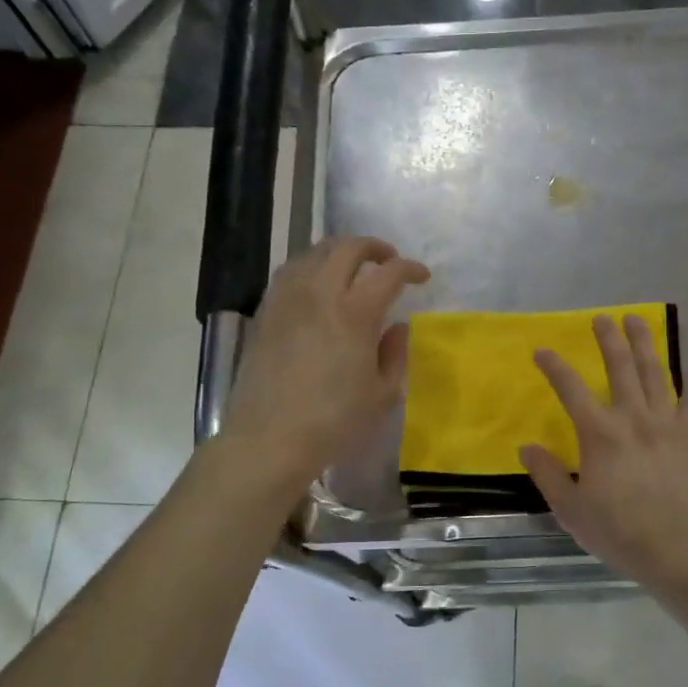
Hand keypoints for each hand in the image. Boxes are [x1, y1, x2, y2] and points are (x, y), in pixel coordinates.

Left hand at [220, 237, 428, 486]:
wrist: (270, 438)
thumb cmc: (334, 422)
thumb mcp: (381, 394)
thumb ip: (395, 354)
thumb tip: (398, 327)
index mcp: (355, 313)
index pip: (389, 273)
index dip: (410, 269)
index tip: (421, 277)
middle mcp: (320, 294)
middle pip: (347, 248)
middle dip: (374, 247)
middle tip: (388, 261)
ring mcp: (288, 300)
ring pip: (314, 253)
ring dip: (339, 252)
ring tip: (351, 268)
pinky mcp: (266, 312)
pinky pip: (290, 272)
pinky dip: (310, 267)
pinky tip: (316, 284)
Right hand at [518, 314, 687, 590]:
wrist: (681, 551)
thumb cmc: (620, 532)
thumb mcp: (571, 510)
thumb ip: (549, 475)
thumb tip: (527, 447)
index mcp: (600, 434)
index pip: (571, 389)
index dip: (554, 367)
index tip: (542, 350)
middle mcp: (633, 418)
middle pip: (619, 367)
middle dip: (608, 339)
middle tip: (602, 318)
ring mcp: (666, 424)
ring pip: (655, 373)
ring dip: (645, 344)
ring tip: (638, 321)